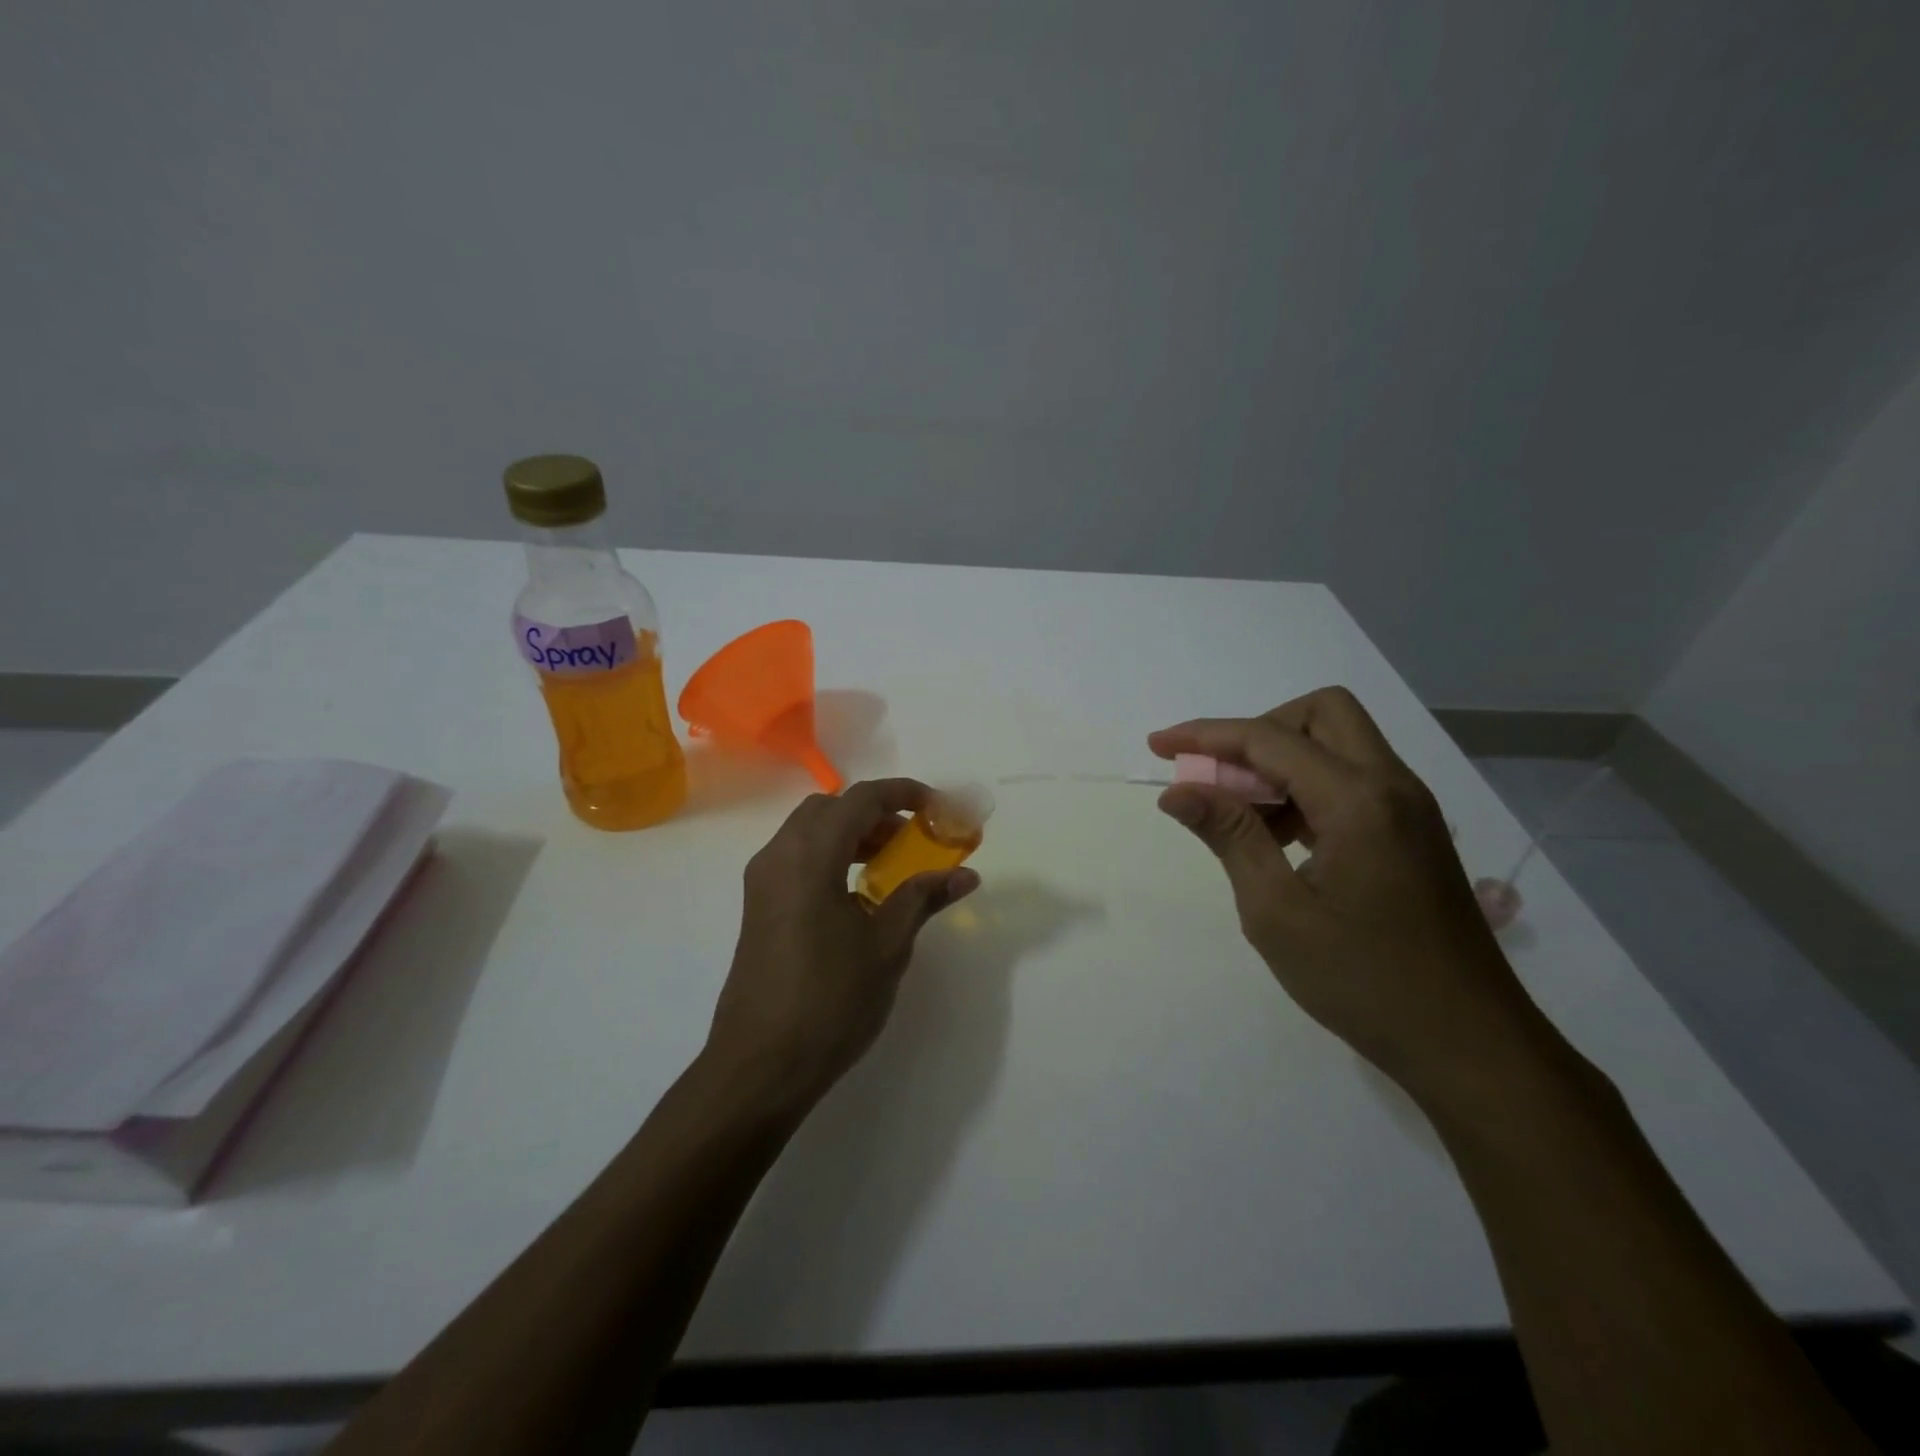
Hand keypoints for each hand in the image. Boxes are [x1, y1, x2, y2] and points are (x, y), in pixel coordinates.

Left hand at [704, 778, 979, 1114]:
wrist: (760, 1065)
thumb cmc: (830, 1001)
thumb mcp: (887, 946)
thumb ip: (922, 898)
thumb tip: (965, 874)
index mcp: (809, 857)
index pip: (860, 800)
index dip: (903, 794)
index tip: (938, 808)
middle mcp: (778, 856)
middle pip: (830, 808)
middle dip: (876, 813)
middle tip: (914, 839)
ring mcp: (762, 881)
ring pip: (810, 831)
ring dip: (852, 833)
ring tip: (891, 864)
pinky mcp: (758, 906)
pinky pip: (797, 857)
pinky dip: (831, 855)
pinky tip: (858, 893)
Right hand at [1149, 688, 1551, 1103]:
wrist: (1470, 1045)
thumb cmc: (1362, 980)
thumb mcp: (1276, 911)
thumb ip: (1229, 836)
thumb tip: (1178, 790)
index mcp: (1358, 800)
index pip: (1269, 739)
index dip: (1206, 736)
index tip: (1158, 745)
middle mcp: (1392, 786)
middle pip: (1321, 714)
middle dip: (1259, 732)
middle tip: (1221, 780)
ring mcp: (1410, 809)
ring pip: (1340, 744)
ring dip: (1283, 763)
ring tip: (1244, 821)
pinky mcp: (1414, 833)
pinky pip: (1353, 781)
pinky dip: (1308, 789)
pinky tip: (1282, 841)